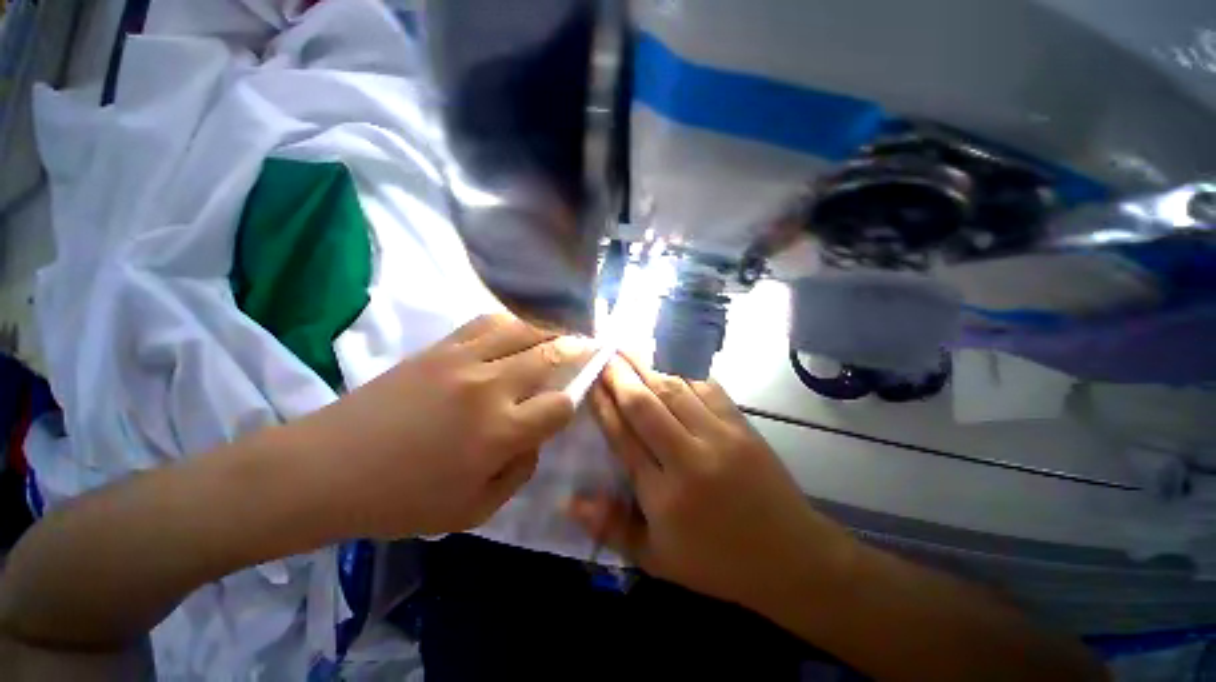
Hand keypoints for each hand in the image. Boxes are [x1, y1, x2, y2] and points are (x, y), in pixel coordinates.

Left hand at [302, 314, 594, 537]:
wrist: (326, 470)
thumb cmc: (401, 501)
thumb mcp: (474, 510)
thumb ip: (520, 472)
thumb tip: (535, 437)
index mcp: (500, 432)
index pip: (559, 405)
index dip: (571, 403)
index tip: (568, 404)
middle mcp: (490, 387)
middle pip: (550, 355)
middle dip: (577, 351)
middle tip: (589, 347)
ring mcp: (463, 360)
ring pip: (523, 329)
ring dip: (549, 331)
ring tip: (559, 335)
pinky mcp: (440, 347)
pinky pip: (487, 322)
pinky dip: (512, 322)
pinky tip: (518, 329)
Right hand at [570, 355, 856, 611]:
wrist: (792, 558)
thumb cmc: (718, 563)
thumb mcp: (657, 560)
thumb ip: (611, 528)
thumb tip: (569, 502)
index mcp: (664, 494)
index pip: (623, 437)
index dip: (603, 406)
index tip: (591, 382)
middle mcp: (688, 458)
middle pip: (645, 405)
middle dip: (620, 375)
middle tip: (605, 352)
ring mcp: (719, 437)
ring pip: (674, 390)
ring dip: (648, 367)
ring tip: (629, 350)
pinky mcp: (742, 425)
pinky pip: (707, 388)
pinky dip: (684, 373)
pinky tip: (670, 362)